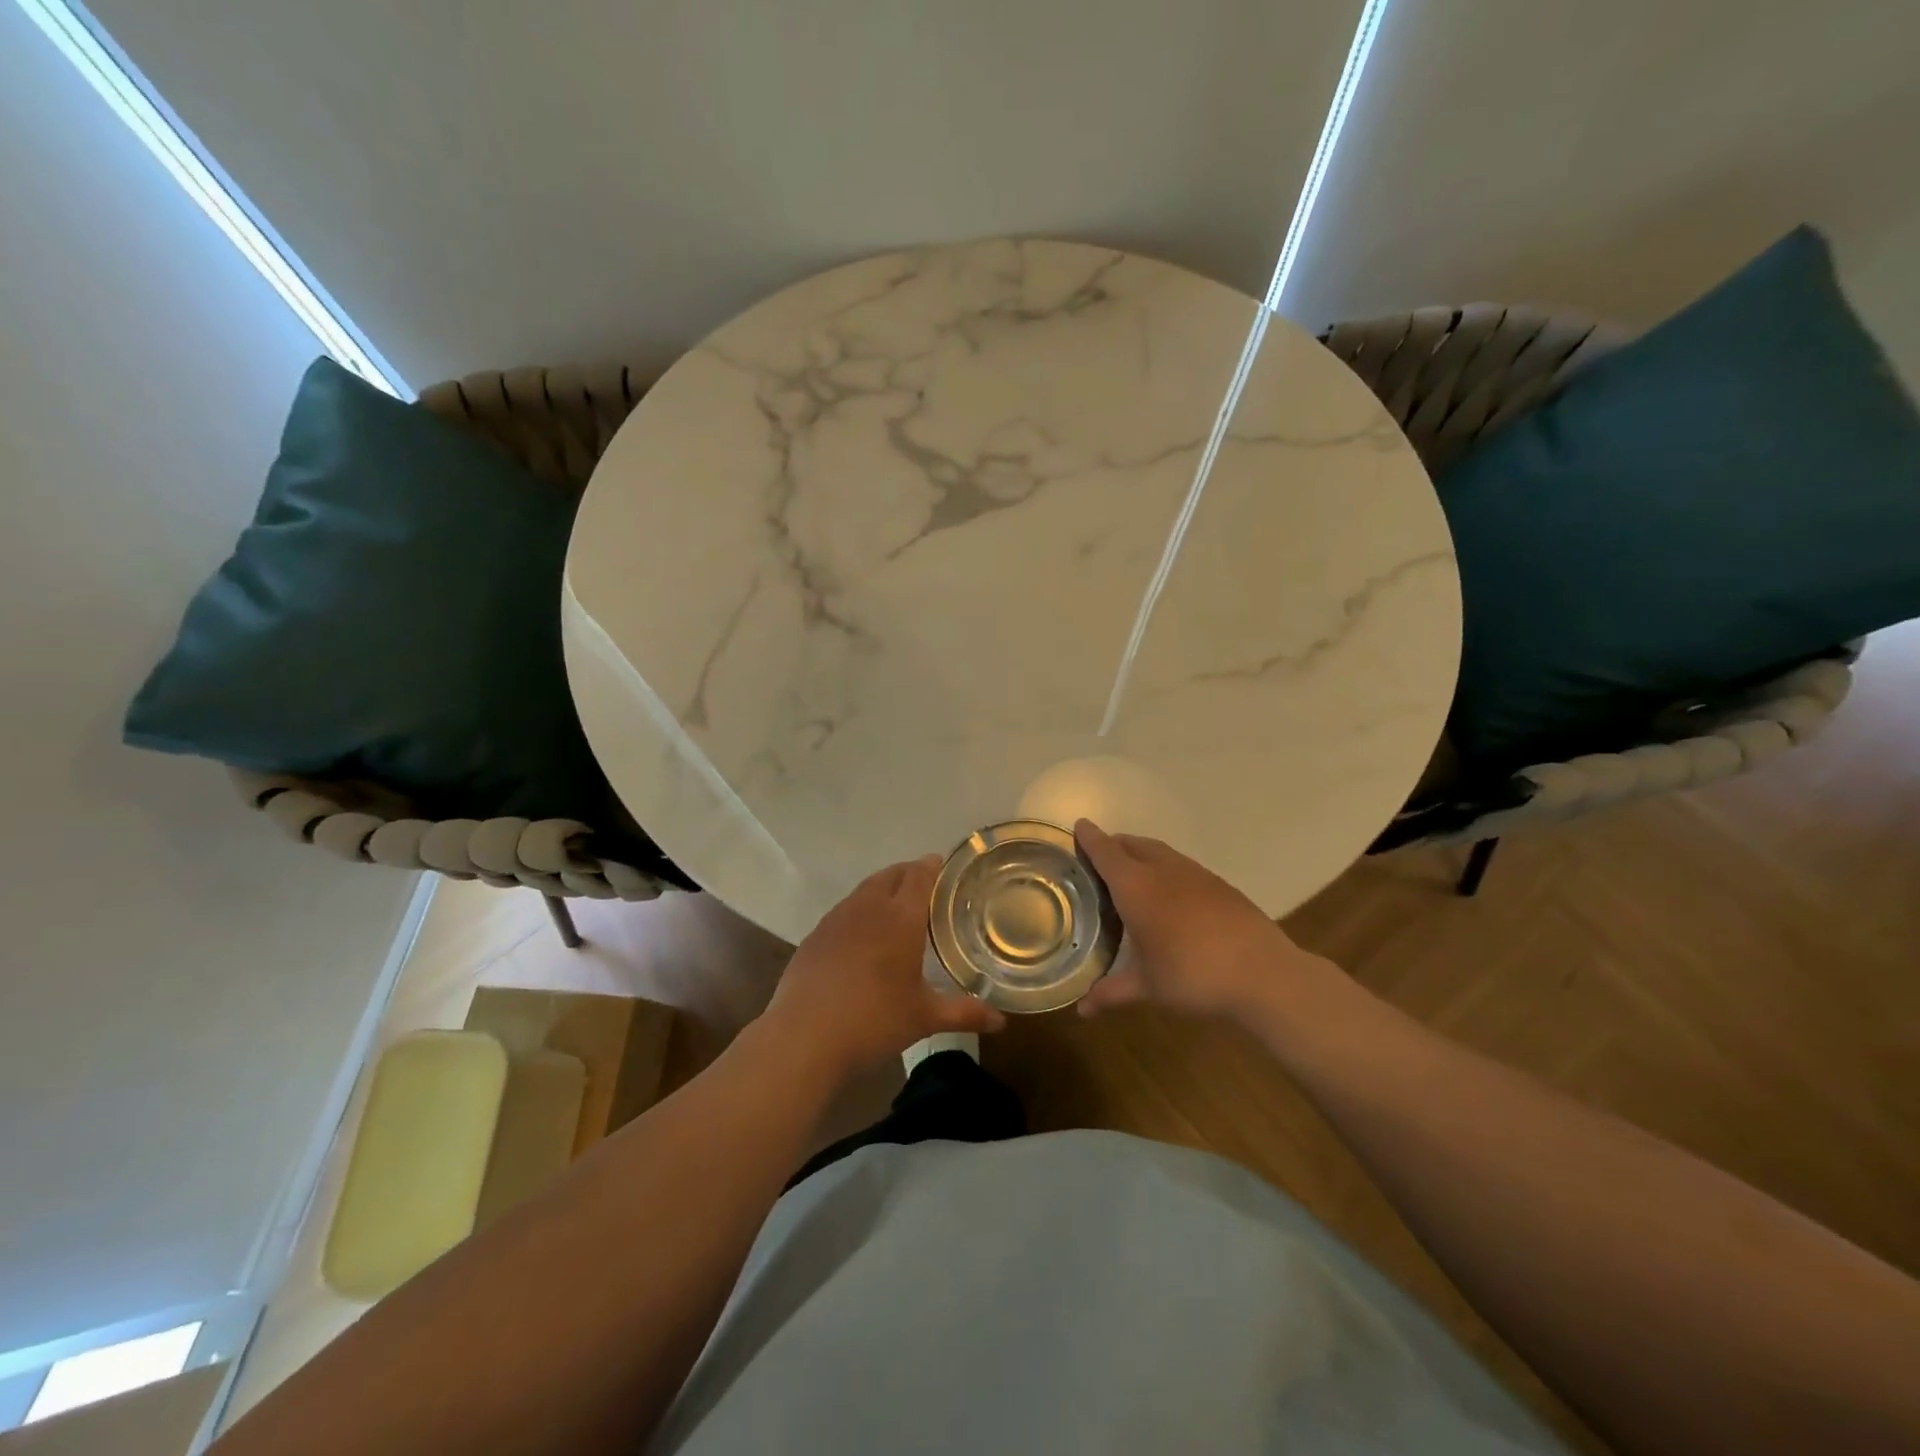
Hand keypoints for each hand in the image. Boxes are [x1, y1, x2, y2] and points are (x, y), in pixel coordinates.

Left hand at [762, 856, 1005, 1080]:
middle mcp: (868, 907)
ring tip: (896, 907)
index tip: (946, 867)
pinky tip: (863, 936)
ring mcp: (837, 919)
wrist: (803, 1037)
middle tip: (927, 887)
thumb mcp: (923, 1017)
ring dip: (883, 889)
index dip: (933, 867)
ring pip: (865, 889)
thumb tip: (1001, 1022)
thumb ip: (964, 1013)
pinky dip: (860, 910)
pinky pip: (845, 910)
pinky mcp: (815, 935)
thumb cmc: (873, 1021)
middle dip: (910, 874)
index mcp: (900, 918)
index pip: (919, 875)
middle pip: (891, 875)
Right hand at [1073, 819, 1340, 1021]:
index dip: (1089, 838)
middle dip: (1114, 845)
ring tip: (1132, 874)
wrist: (1263, 974)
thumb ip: (1112, 992)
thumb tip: (1082, 1010)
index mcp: (1136, 887)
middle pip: (1132, 844)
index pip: (1105, 852)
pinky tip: (1170, 895)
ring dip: (1141, 854)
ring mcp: (1195, 874)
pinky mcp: (1219, 884)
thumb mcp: (1147, 987)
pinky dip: (1166, 869)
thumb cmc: (1192, 976)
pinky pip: (1182, 866)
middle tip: (1099, 858)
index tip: (1078, 827)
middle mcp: (1163, 870)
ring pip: (1159, 852)